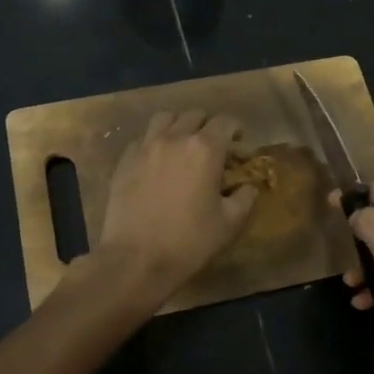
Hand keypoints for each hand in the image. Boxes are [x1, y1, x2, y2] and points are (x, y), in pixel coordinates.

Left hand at [96, 111, 256, 300]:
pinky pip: (142, 139)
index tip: (238, 144)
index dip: (236, 129)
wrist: (136, 259)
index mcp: (205, 149)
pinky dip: (154, 143)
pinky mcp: (124, 160)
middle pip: (195, 115)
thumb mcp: (229, 223)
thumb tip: (248, 186)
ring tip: (181, 146)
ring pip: (165, 118)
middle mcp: (174, 138)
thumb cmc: (189, 241)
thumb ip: (244, 198)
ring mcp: (145, 147)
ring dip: (178, 126)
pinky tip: (156, 163)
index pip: (225, 122)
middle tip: (212, 148)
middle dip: (208, 126)